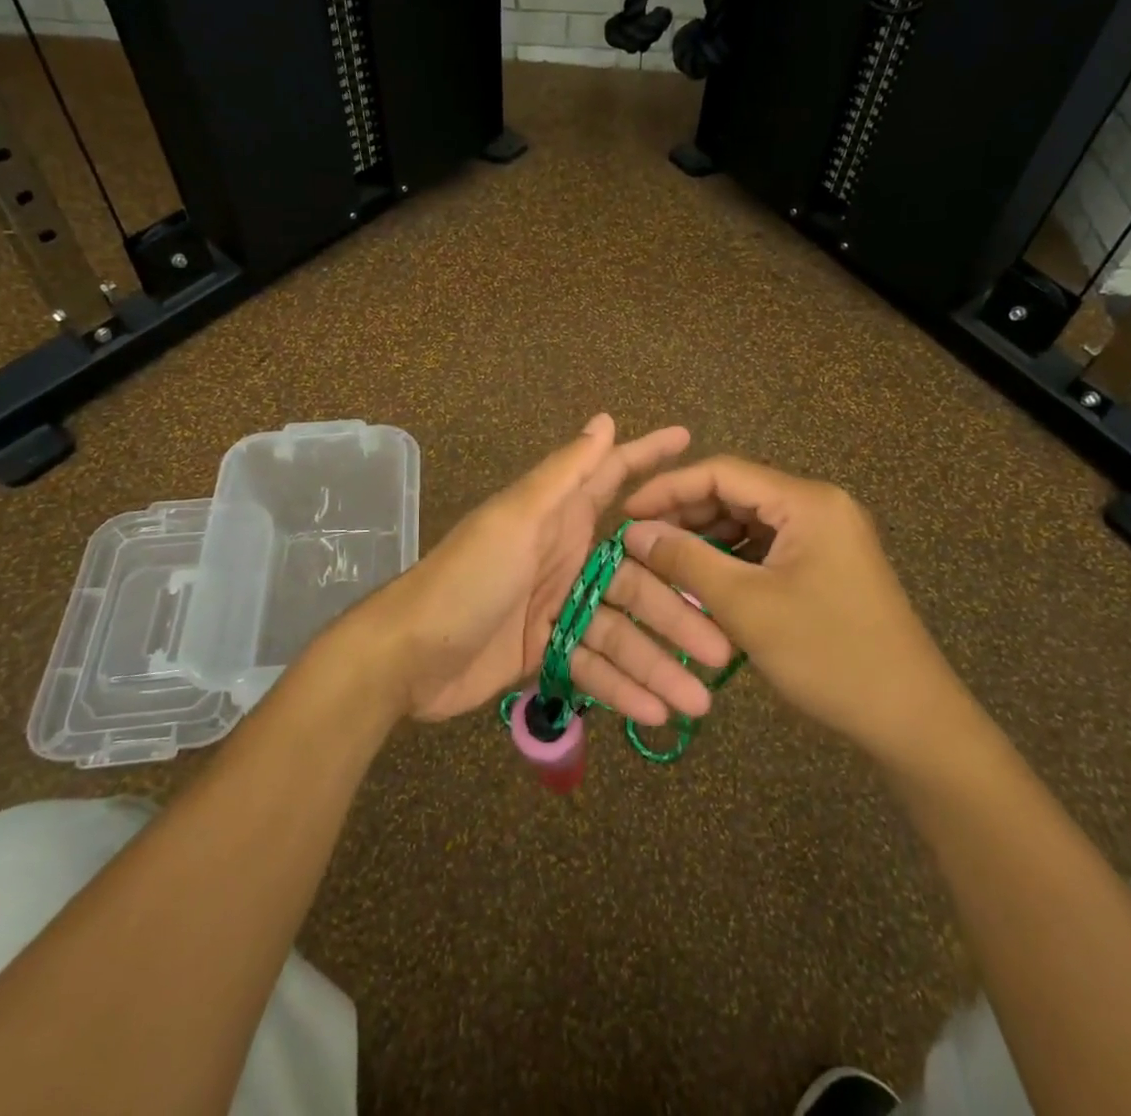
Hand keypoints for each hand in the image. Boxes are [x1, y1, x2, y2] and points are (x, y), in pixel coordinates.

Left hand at [366, 416, 734, 723]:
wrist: (406, 654)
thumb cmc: (466, 576)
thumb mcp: (517, 518)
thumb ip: (563, 475)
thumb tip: (604, 419)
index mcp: (558, 517)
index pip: (613, 478)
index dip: (650, 457)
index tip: (693, 442)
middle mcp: (565, 557)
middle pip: (636, 579)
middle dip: (678, 610)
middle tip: (724, 643)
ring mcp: (557, 608)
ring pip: (622, 632)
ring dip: (658, 663)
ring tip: (699, 701)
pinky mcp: (545, 652)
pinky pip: (593, 667)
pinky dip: (621, 688)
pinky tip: (655, 712)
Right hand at [621, 456, 965, 759]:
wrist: (912, 719)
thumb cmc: (828, 655)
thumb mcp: (747, 606)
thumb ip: (686, 560)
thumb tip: (635, 532)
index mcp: (806, 501)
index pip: (722, 472)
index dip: (668, 488)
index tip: (626, 514)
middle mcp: (819, 506)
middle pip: (736, 493)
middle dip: (685, 515)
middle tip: (640, 542)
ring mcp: (826, 535)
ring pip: (749, 522)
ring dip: (706, 538)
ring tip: (664, 562)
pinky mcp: (827, 563)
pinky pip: (767, 547)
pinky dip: (733, 559)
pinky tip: (704, 580)